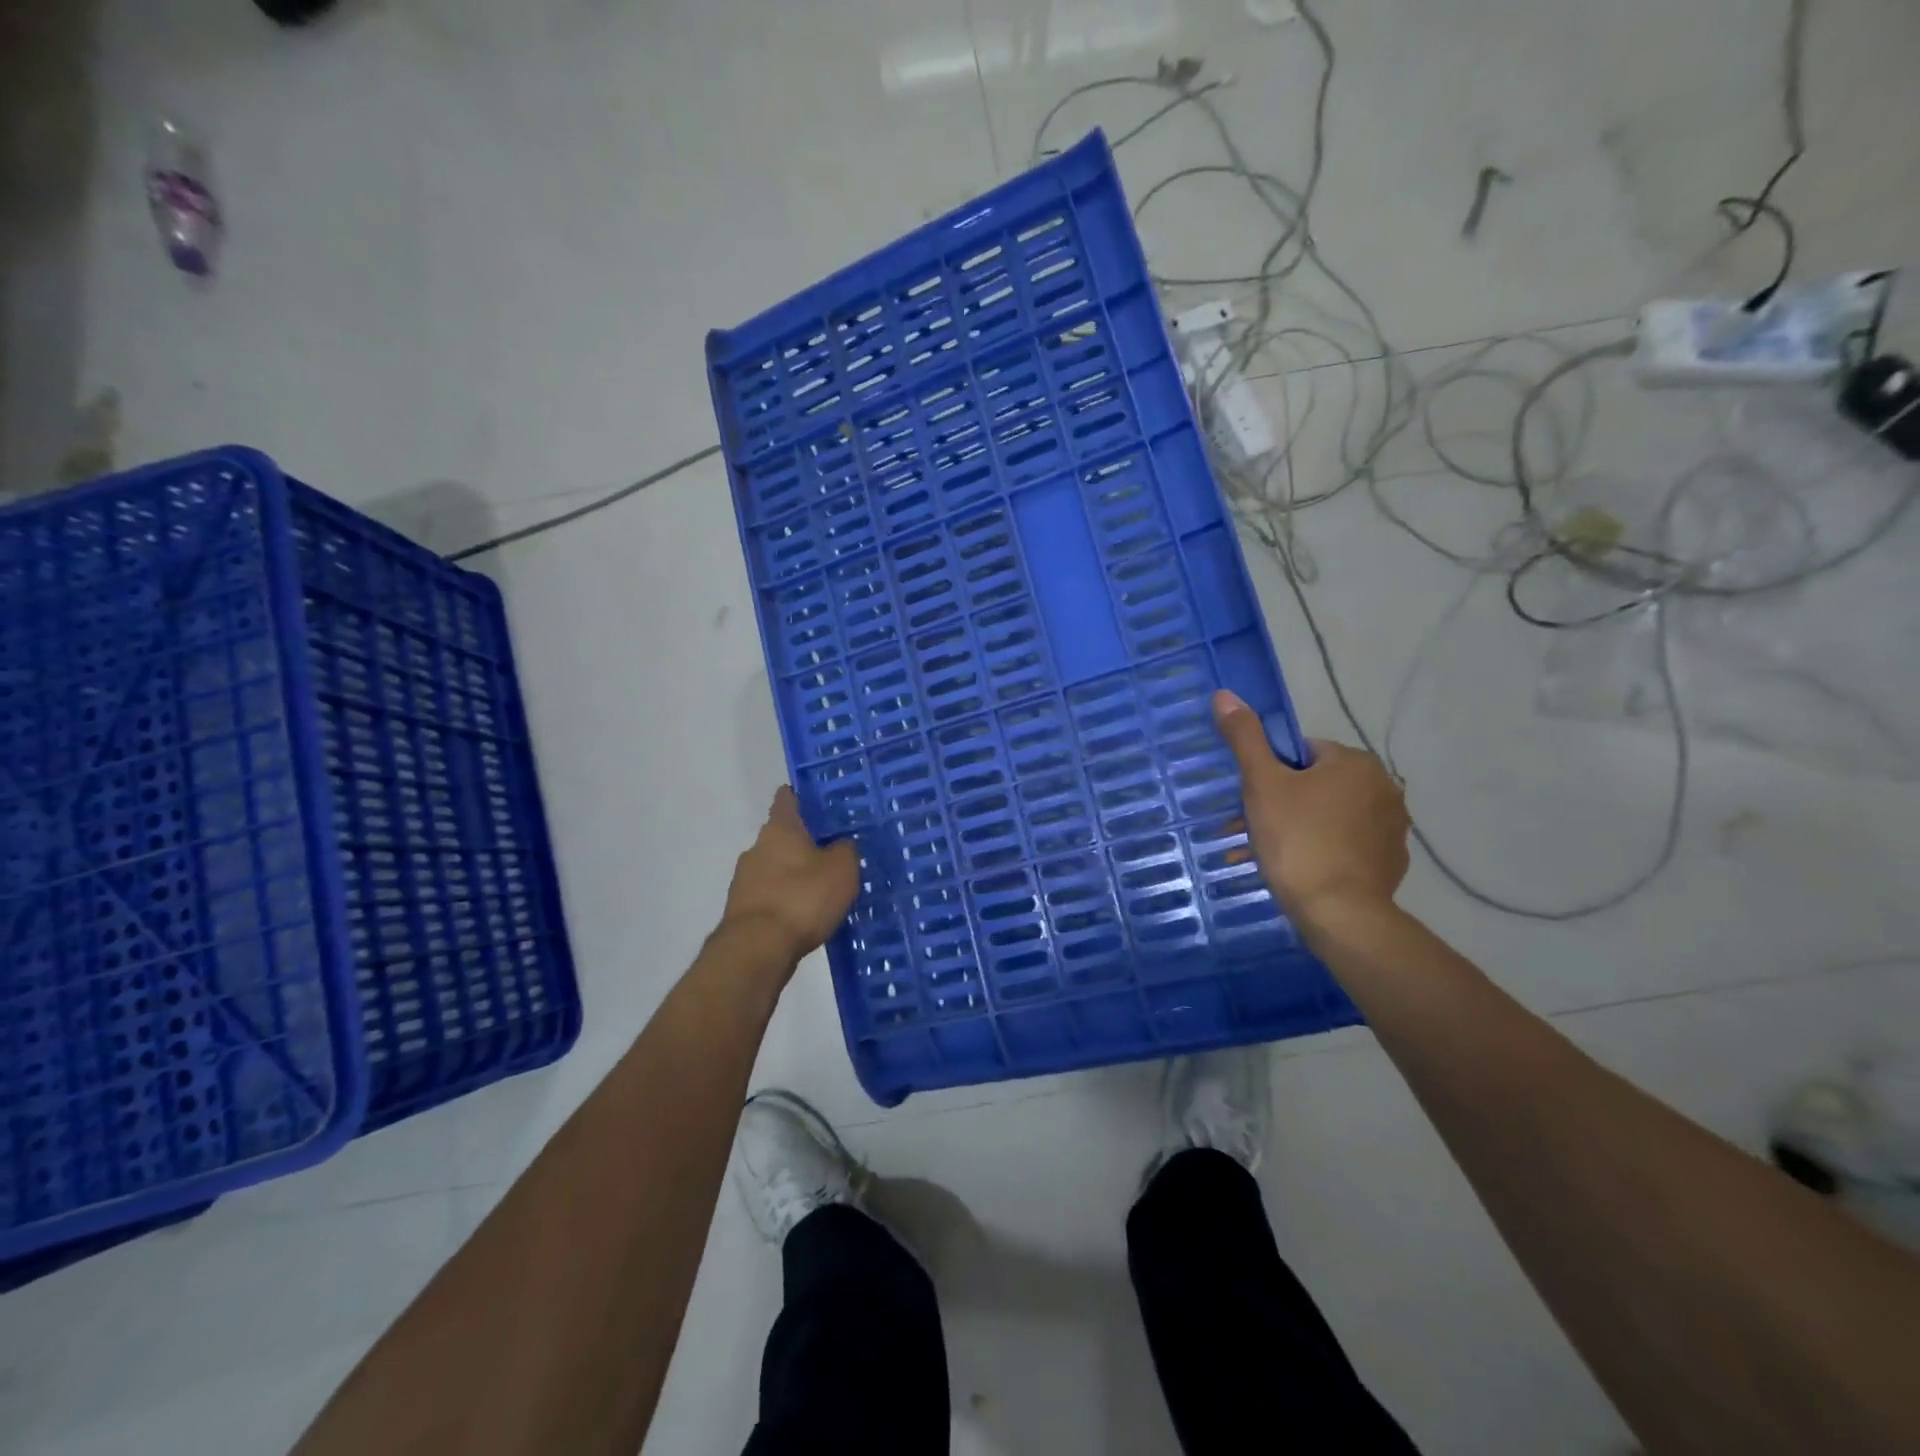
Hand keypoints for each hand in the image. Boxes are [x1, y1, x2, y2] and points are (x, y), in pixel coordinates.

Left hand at [721, 786, 859, 969]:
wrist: (758, 949)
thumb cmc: (802, 898)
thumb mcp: (841, 870)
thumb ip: (845, 850)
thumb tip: (842, 843)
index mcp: (780, 829)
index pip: (787, 799)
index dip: (802, 796)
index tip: (819, 800)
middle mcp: (757, 847)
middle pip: (781, 836)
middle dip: (803, 842)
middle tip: (833, 851)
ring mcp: (744, 879)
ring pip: (775, 867)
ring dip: (794, 873)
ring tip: (823, 888)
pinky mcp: (742, 910)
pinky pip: (770, 895)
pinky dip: (786, 899)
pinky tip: (805, 914)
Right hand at [1211, 691, 1409, 929]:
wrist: (1338, 912)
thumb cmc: (1297, 840)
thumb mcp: (1262, 784)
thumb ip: (1245, 738)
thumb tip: (1224, 695)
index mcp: (1355, 762)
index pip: (1302, 753)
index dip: (1271, 773)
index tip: (1253, 800)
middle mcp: (1383, 787)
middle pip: (1316, 785)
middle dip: (1282, 804)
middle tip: (1252, 830)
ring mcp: (1391, 828)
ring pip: (1330, 817)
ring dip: (1299, 830)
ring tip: (1268, 856)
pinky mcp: (1390, 862)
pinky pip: (1347, 846)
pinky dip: (1323, 853)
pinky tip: (1299, 873)